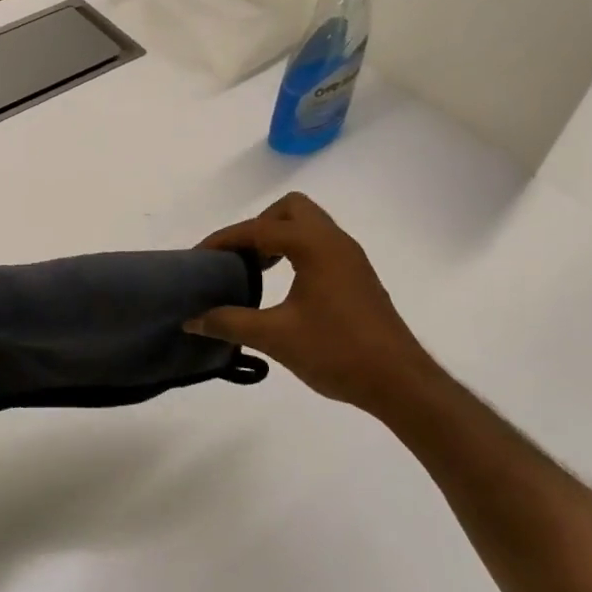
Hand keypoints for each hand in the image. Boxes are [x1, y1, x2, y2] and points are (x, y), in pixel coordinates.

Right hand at [187, 192, 442, 417]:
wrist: (399, 382)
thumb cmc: (337, 351)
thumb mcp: (275, 337)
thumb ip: (230, 323)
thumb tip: (192, 320)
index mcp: (314, 245)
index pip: (258, 229)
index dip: (224, 240)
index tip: (199, 257)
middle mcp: (334, 241)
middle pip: (290, 209)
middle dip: (259, 226)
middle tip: (239, 257)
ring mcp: (350, 257)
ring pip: (309, 225)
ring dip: (278, 238)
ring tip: (255, 269)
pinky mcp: (357, 276)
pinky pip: (320, 245)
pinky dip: (296, 252)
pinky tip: (284, 286)